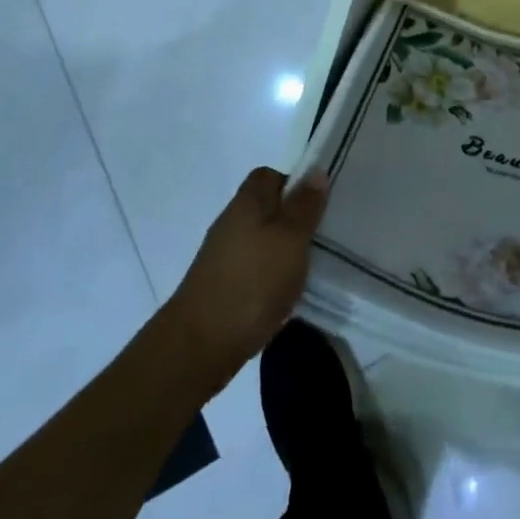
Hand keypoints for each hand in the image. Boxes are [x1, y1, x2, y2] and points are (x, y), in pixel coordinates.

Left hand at [165, 167, 329, 391]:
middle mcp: (231, 223)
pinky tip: (285, 294)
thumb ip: (305, 206)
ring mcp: (222, 257)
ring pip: (261, 240)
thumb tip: (316, 171)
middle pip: (266, 208)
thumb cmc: (252, 282)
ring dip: (283, 251)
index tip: (316, 204)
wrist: (198, 347)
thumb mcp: (291, 238)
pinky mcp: (221, 287)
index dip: (294, 183)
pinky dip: (271, 276)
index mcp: (247, 203)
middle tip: (321, 236)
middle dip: (293, 220)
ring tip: (309, 268)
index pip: (269, 175)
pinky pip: (254, 269)